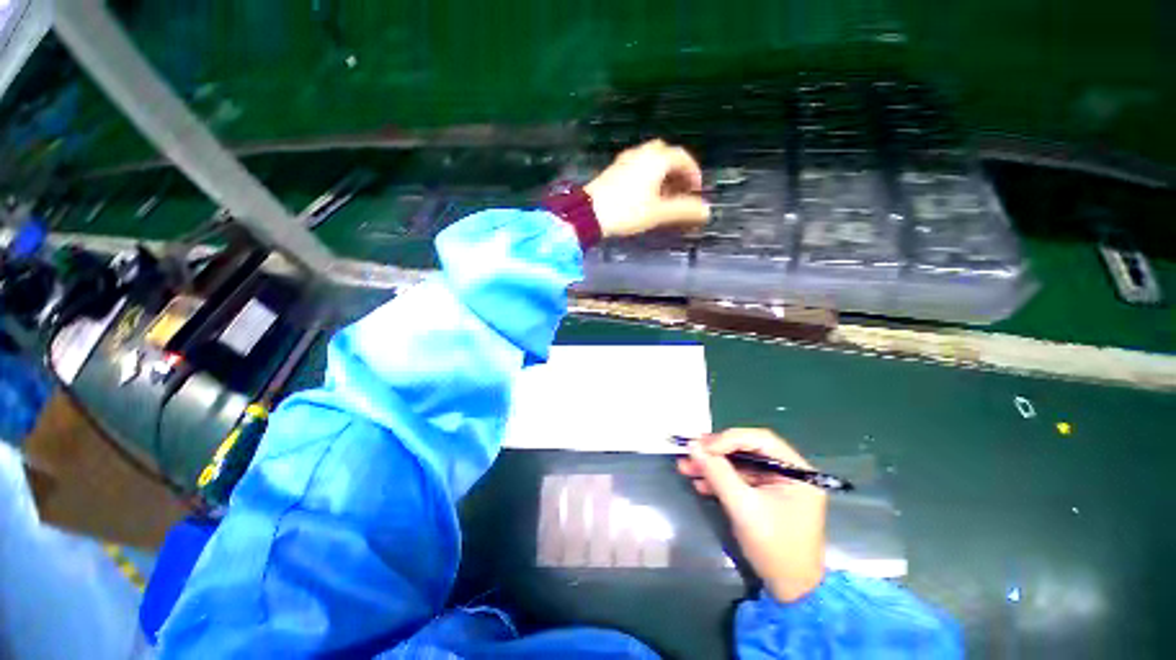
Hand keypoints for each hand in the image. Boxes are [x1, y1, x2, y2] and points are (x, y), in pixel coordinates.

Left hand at [585, 139, 709, 237]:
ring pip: (651, 160)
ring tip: (665, 196)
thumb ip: (684, 210)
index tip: (696, 190)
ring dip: (662, 174)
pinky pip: (638, 166)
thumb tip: (707, 211)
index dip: (693, 172)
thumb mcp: (658, 213)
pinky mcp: (614, 169)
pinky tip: (645, 194)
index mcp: (657, 159)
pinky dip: (648, 176)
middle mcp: (642, 153)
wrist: (588, 213)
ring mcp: (626, 160)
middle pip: (666, 155)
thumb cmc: (627, 211)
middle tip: (681, 190)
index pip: (682, 158)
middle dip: (677, 171)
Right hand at [677, 429, 827, 601]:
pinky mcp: (765, 495)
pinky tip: (699, 483)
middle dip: (716, 452)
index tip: (702, 447)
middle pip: (747, 450)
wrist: (790, 591)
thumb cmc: (775, 548)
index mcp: (796, 470)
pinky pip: (739, 479)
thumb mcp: (743, 508)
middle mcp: (788, 471)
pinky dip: (719, 480)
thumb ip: (718, 474)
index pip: (760, 440)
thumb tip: (693, 446)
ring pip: (739, 464)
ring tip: (686, 467)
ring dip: (713, 466)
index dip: (728, 439)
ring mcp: (776, 484)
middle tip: (690, 452)